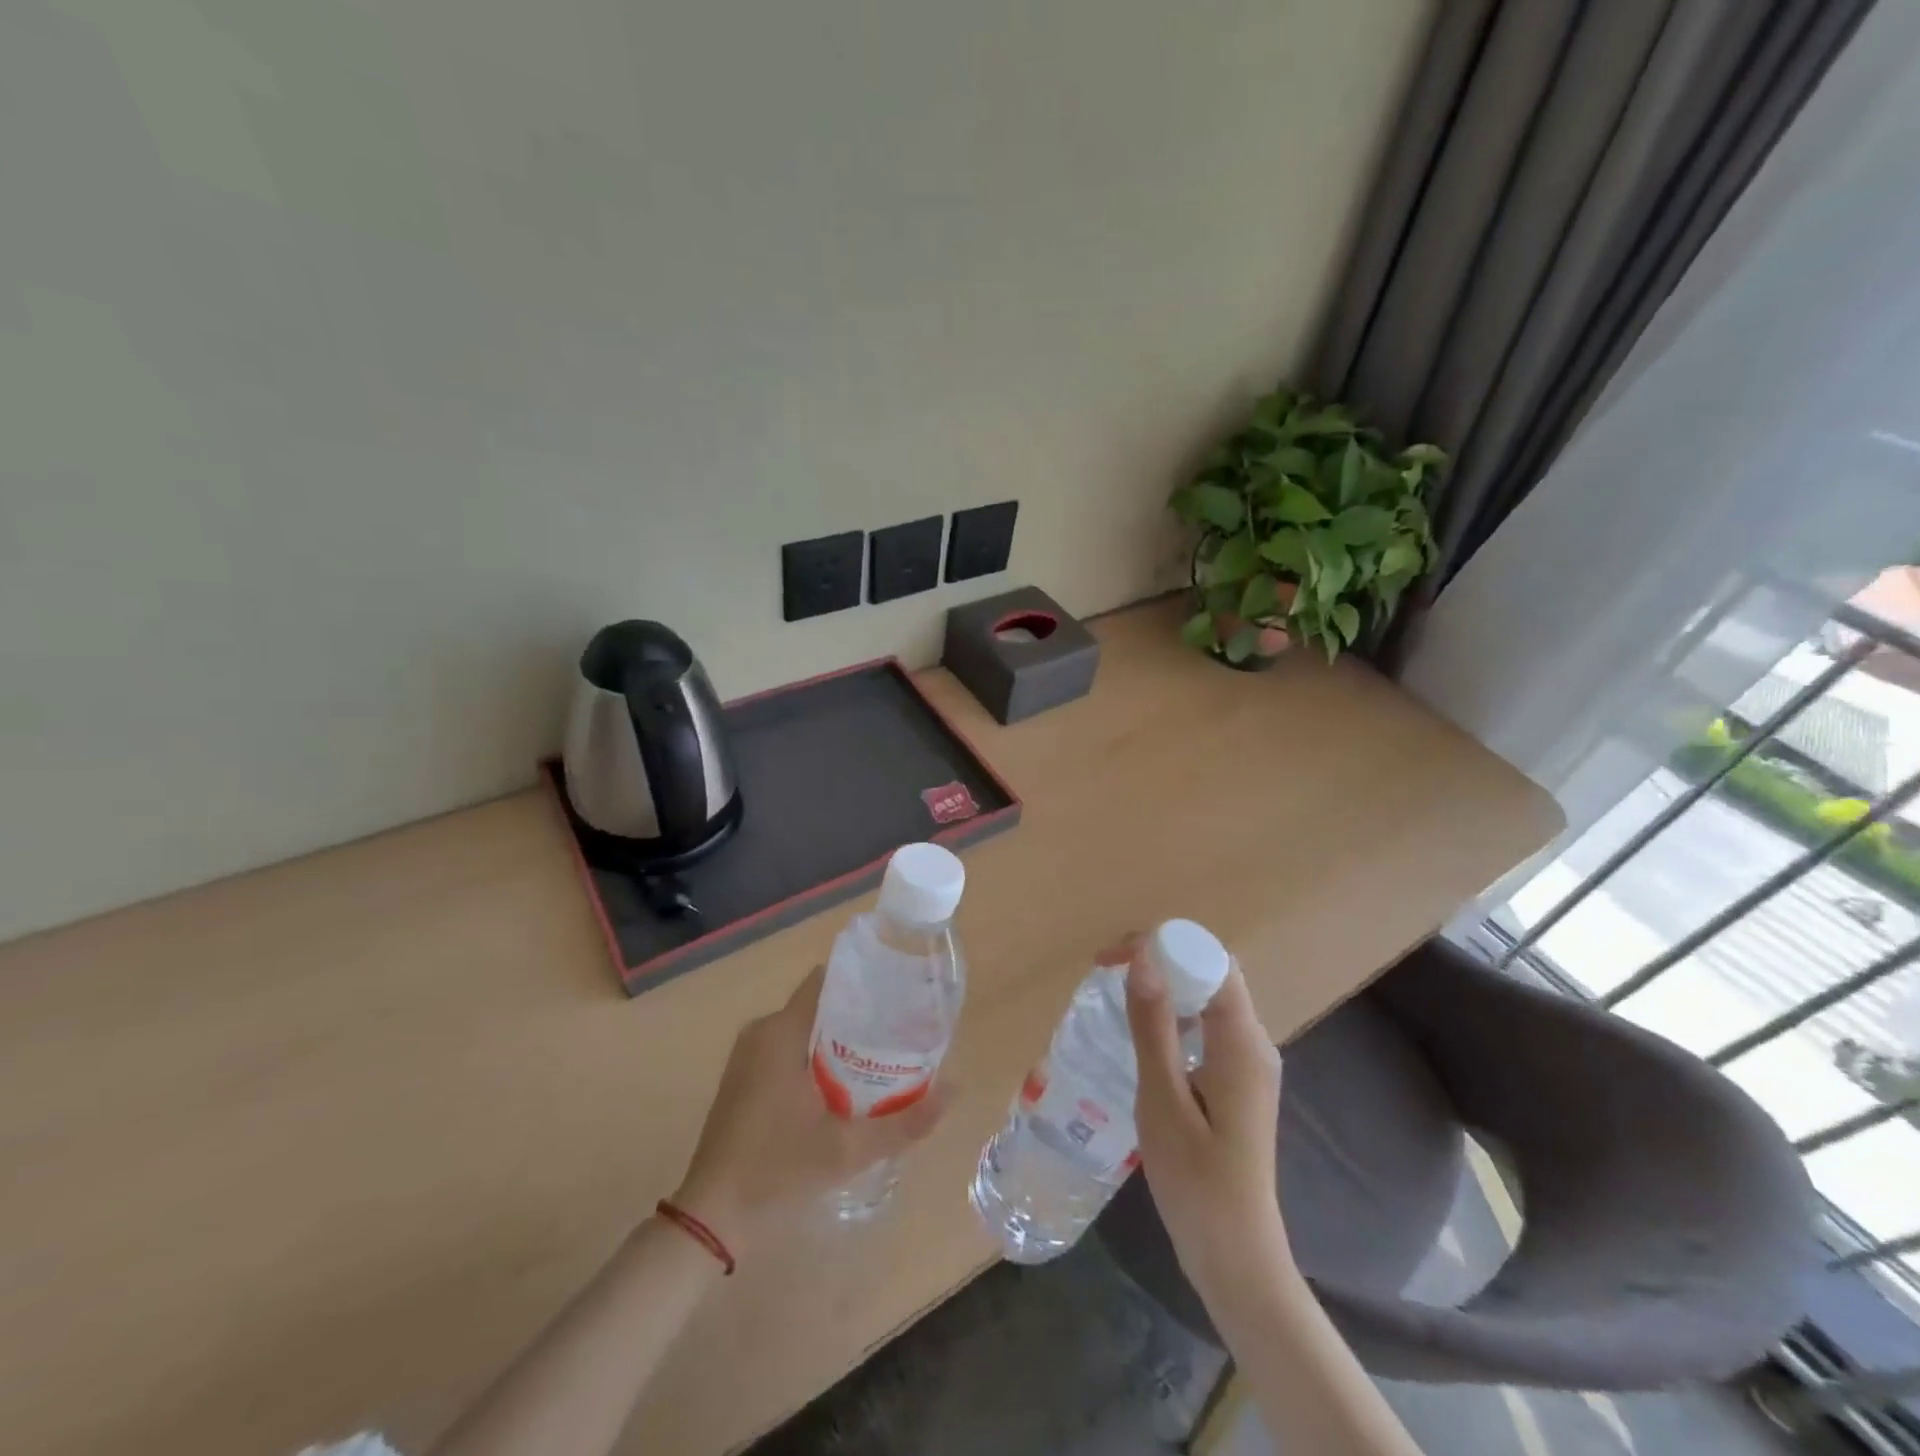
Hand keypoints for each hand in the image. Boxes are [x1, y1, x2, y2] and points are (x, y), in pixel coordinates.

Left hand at [671, 965, 946, 1256]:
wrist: (711, 1218)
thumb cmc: (777, 1170)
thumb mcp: (848, 1149)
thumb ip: (905, 1121)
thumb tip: (956, 1088)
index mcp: (781, 1030)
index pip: (828, 981)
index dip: (865, 982)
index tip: (900, 994)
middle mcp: (762, 1030)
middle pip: (820, 1004)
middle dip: (860, 1013)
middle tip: (901, 1030)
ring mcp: (749, 1054)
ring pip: (805, 1028)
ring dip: (839, 1037)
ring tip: (882, 1055)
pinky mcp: (744, 1077)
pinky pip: (788, 1047)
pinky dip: (817, 1055)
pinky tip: (844, 1083)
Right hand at [1115, 934, 1292, 1315]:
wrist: (1237, 1259)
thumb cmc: (1196, 1181)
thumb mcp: (1163, 1099)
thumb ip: (1154, 1025)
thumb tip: (1142, 956)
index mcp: (1242, 1041)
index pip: (1209, 959)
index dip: (1161, 944)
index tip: (1110, 959)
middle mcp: (1254, 1042)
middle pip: (1210, 973)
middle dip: (1159, 960)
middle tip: (1106, 973)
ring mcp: (1248, 1064)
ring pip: (1207, 999)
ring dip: (1164, 987)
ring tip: (1117, 998)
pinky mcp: (1238, 1083)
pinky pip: (1206, 1027)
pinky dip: (1174, 1016)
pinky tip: (1144, 1038)